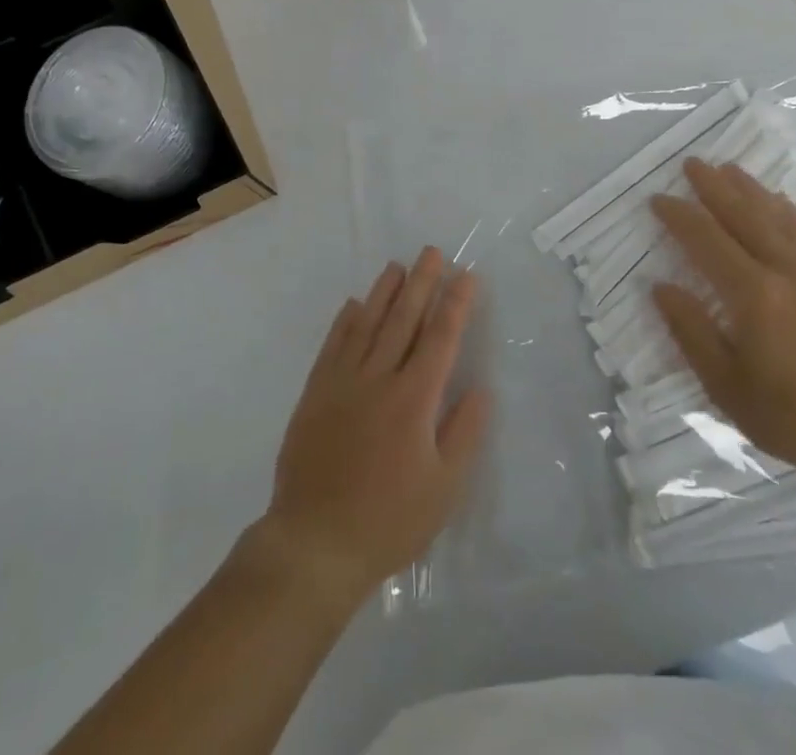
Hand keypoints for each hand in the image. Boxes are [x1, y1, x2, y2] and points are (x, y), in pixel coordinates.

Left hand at [252, 249, 489, 609]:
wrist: (315, 542)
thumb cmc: (389, 520)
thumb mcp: (444, 489)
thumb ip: (465, 433)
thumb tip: (480, 387)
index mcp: (414, 399)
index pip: (440, 338)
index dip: (455, 304)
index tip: (465, 275)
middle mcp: (379, 378)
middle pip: (404, 319)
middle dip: (422, 283)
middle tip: (432, 252)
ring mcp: (343, 382)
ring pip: (368, 324)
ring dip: (385, 292)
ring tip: (398, 266)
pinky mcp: (316, 393)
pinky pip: (333, 345)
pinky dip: (345, 321)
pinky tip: (354, 304)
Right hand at [649, 158, 795, 481]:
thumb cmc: (794, 416)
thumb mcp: (726, 386)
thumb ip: (692, 332)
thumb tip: (662, 288)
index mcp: (753, 294)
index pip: (706, 240)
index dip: (679, 216)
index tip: (658, 199)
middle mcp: (785, 270)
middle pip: (743, 215)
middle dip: (714, 187)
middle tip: (691, 163)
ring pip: (777, 216)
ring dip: (749, 189)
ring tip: (728, 168)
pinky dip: (786, 210)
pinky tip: (778, 201)